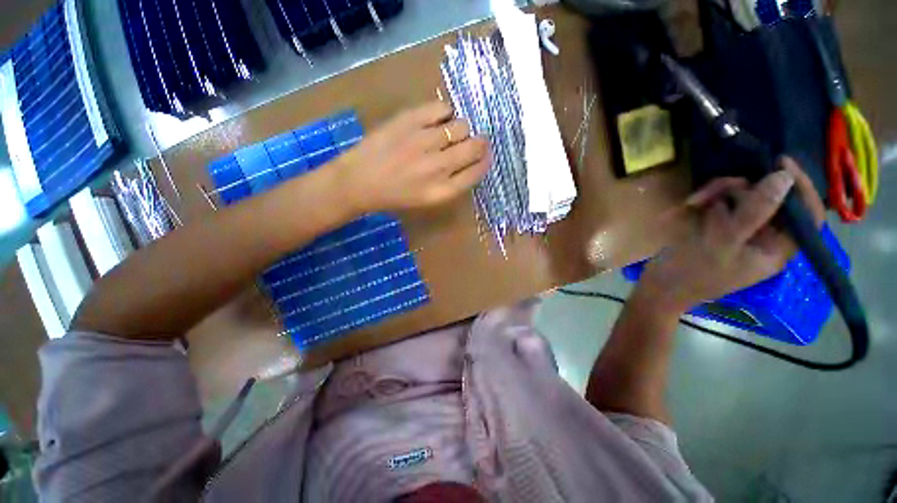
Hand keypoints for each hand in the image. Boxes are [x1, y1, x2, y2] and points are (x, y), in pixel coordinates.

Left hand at [334, 100, 489, 212]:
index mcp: (443, 191)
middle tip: (472, 141)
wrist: (359, 182)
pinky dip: (445, 112)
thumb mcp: (427, 199)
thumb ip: (452, 183)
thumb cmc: (394, 195)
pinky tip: (436, 119)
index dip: (484, 161)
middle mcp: (438, 167)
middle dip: (479, 143)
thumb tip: (471, 161)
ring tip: (447, 132)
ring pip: (461, 125)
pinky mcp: (410, 120)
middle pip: (476, 146)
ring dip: (460, 129)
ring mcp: (424, 142)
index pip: (477, 171)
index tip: (484, 155)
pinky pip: (442, 107)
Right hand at [638, 157, 825, 313]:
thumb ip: (755, 212)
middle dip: (744, 190)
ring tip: (694, 201)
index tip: (780, 163)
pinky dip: (708, 199)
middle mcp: (763, 237)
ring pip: (743, 198)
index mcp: (776, 248)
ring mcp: (739, 231)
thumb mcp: (723, 242)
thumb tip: (784, 177)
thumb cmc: (691, 271)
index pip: (806, 214)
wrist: (659, 286)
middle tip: (715, 190)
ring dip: (720, 193)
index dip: (801, 188)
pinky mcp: (718, 227)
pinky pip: (723, 203)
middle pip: (769, 200)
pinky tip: (690, 205)